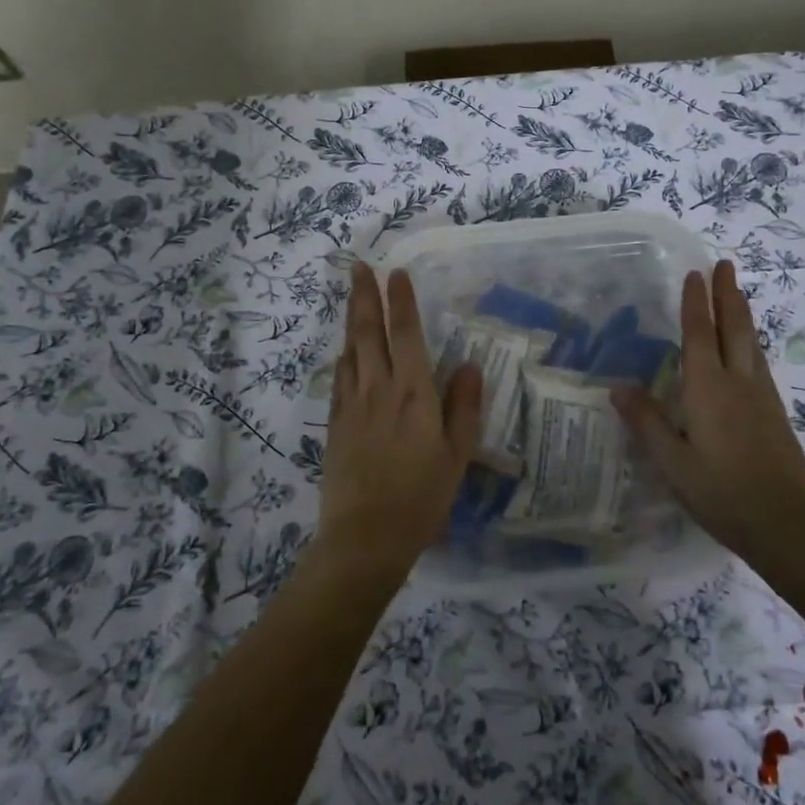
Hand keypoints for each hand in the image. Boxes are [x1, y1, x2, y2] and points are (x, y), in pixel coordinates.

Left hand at [317, 263, 481, 578]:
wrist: (365, 538)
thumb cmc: (421, 498)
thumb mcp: (456, 455)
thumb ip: (463, 406)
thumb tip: (468, 364)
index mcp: (413, 394)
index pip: (407, 335)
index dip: (402, 301)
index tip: (397, 272)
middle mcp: (379, 389)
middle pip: (368, 333)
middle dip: (364, 296)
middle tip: (359, 266)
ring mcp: (352, 405)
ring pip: (350, 350)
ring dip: (351, 319)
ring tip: (352, 295)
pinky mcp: (336, 424)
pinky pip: (340, 378)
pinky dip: (344, 355)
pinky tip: (345, 350)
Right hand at [612, 259, 804, 563]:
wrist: (788, 525)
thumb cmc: (722, 493)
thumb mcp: (673, 463)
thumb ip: (646, 422)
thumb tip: (618, 386)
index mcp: (708, 389)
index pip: (699, 334)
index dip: (696, 303)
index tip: (696, 273)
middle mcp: (738, 383)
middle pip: (734, 328)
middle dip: (728, 294)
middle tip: (726, 264)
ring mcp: (763, 397)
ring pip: (752, 343)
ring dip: (743, 314)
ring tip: (738, 296)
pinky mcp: (776, 414)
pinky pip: (760, 363)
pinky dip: (751, 342)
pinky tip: (751, 352)